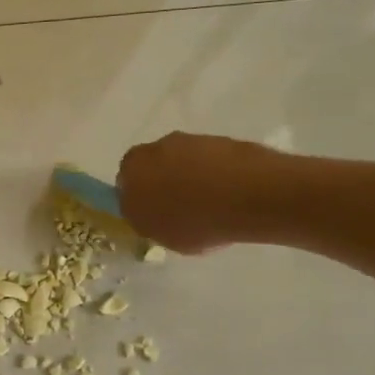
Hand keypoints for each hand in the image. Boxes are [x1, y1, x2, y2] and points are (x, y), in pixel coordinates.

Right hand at [117, 133, 298, 253]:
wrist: (250, 194)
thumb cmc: (196, 221)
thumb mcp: (162, 236)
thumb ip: (149, 220)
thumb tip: (149, 214)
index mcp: (131, 171)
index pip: (124, 184)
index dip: (139, 200)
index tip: (154, 215)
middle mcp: (154, 149)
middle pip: (151, 166)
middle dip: (161, 183)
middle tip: (179, 208)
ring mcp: (189, 140)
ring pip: (180, 160)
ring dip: (189, 175)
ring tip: (209, 203)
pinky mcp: (220, 138)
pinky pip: (209, 159)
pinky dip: (214, 172)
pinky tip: (229, 194)